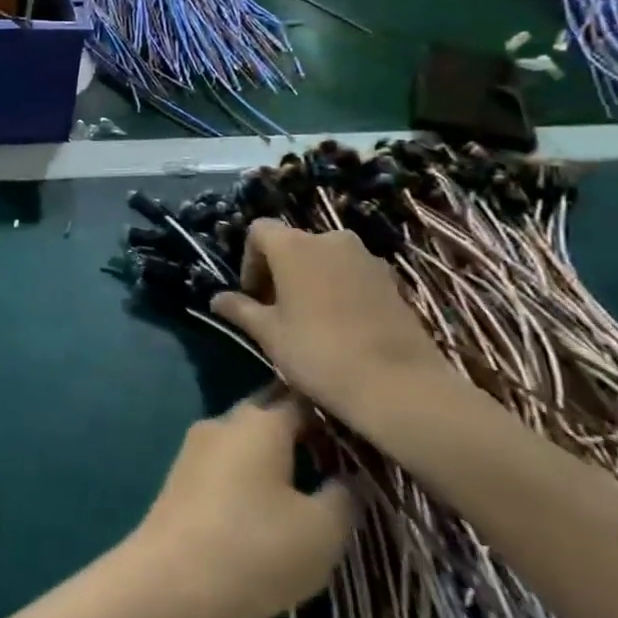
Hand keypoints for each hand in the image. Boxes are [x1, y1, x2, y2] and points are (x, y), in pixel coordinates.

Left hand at [128, 390, 354, 617]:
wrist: (171, 579)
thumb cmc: (254, 548)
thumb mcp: (321, 531)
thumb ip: (345, 496)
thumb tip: (352, 475)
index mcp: (259, 421)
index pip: (303, 400)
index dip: (334, 416)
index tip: (362, 439)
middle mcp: (224, 421)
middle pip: (269, 413)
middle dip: (302, 431)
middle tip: (338, 462)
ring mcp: (196, 445)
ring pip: (245, 438)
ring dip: (274, 454)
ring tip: (307, 486)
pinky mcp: (181, 474)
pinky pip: (226, 461)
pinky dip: (249, 472)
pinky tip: (266, 504)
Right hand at [209, 222, 443, 427]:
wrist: (400, 386)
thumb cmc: (319, 352)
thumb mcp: (269, 334)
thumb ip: (240, 309)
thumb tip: (217, 299)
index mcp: (294, 245)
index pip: (259, 231)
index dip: (249, 261)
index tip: (254, 297)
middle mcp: (330, 239)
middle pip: (293, 243)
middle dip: (280, 271)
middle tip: (277, 312)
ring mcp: (366, 258)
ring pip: (324, 259)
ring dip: (310, 280)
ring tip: (309, 320)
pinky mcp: (392, 280)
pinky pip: (352, 274)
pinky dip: (339, 290)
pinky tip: (341, 327)